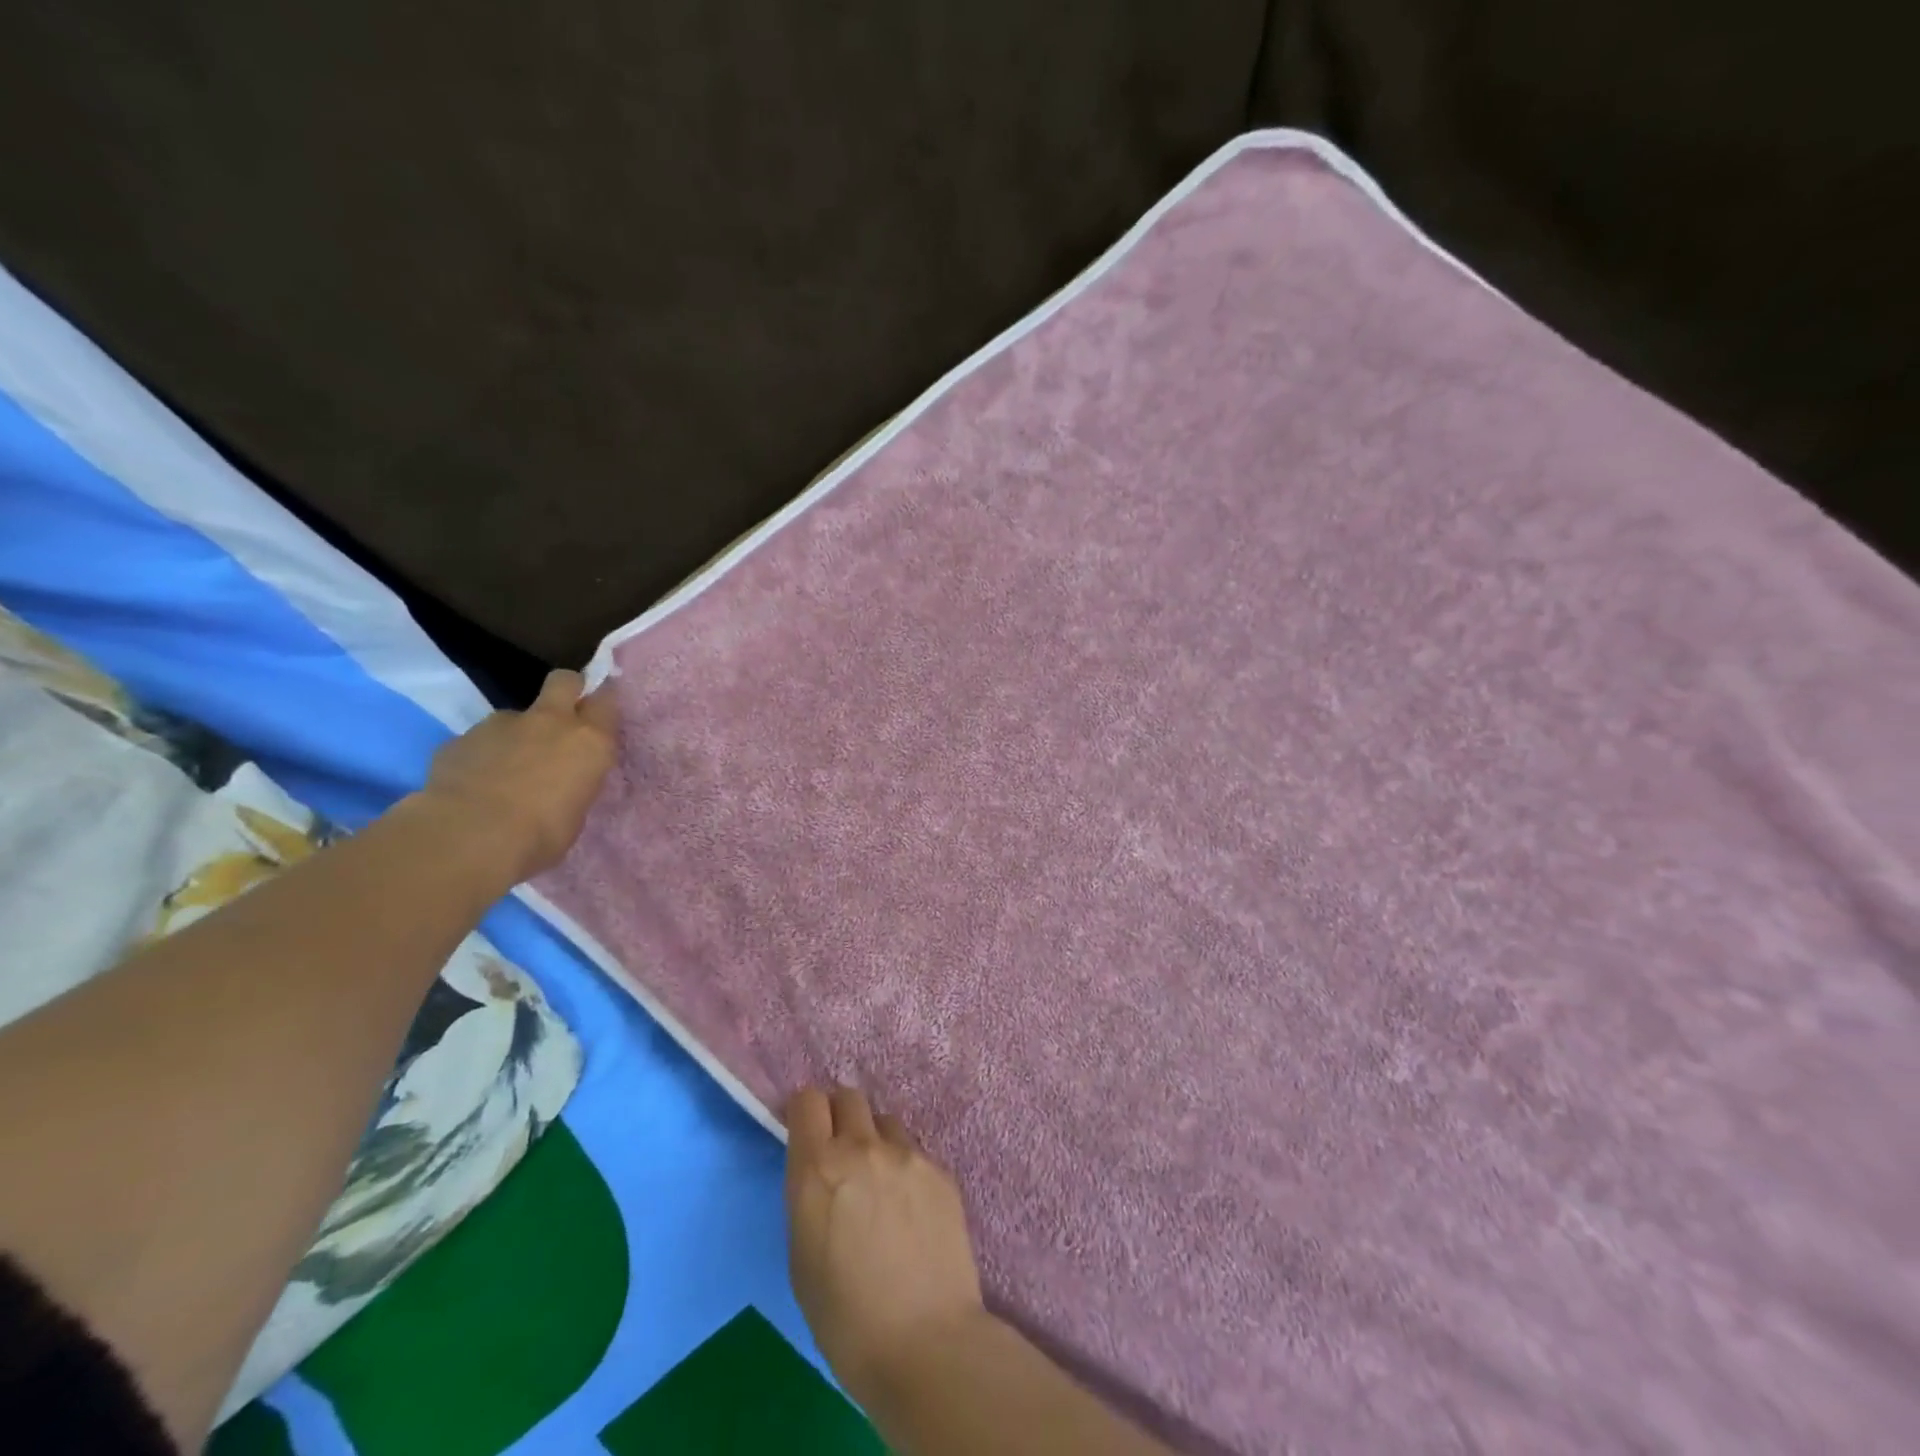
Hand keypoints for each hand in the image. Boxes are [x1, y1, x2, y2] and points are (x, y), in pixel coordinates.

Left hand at [423, 669, 618, 881]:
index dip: (601, 706)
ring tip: (506, 771)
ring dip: (516, 734)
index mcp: (589, 742)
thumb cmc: (540, 835)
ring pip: (516, 716)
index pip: (607, 701)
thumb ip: (572, 784)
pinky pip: (479, 741)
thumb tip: (561, 783)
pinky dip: (481, 756)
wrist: (468, 837)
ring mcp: (502, 724)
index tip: (598, 719)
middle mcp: (550, 722)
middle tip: (561, 716)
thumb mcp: (576, 813)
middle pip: (564, 681)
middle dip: (566, 691)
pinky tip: (473, 785)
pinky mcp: (461, 737)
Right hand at [784, 1086, 988, 1407]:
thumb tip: (822, 1174)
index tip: (804, 1132)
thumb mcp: (802, 1257)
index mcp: (818, 1170)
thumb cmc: (845, 1319)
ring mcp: (907, 1154)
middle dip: (839, 1117)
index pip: (807, 1101)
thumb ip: (809, 1197)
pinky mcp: (939, 1170)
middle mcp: (862, 1148)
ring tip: (879, 1185)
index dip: (804, 1112)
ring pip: (884, 1122)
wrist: (925, 1342)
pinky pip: (914, 1153)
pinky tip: (910, 1211)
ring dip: (875, 1141)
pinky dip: (905, 1169)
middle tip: (840, 1155)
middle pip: (848, 1097)